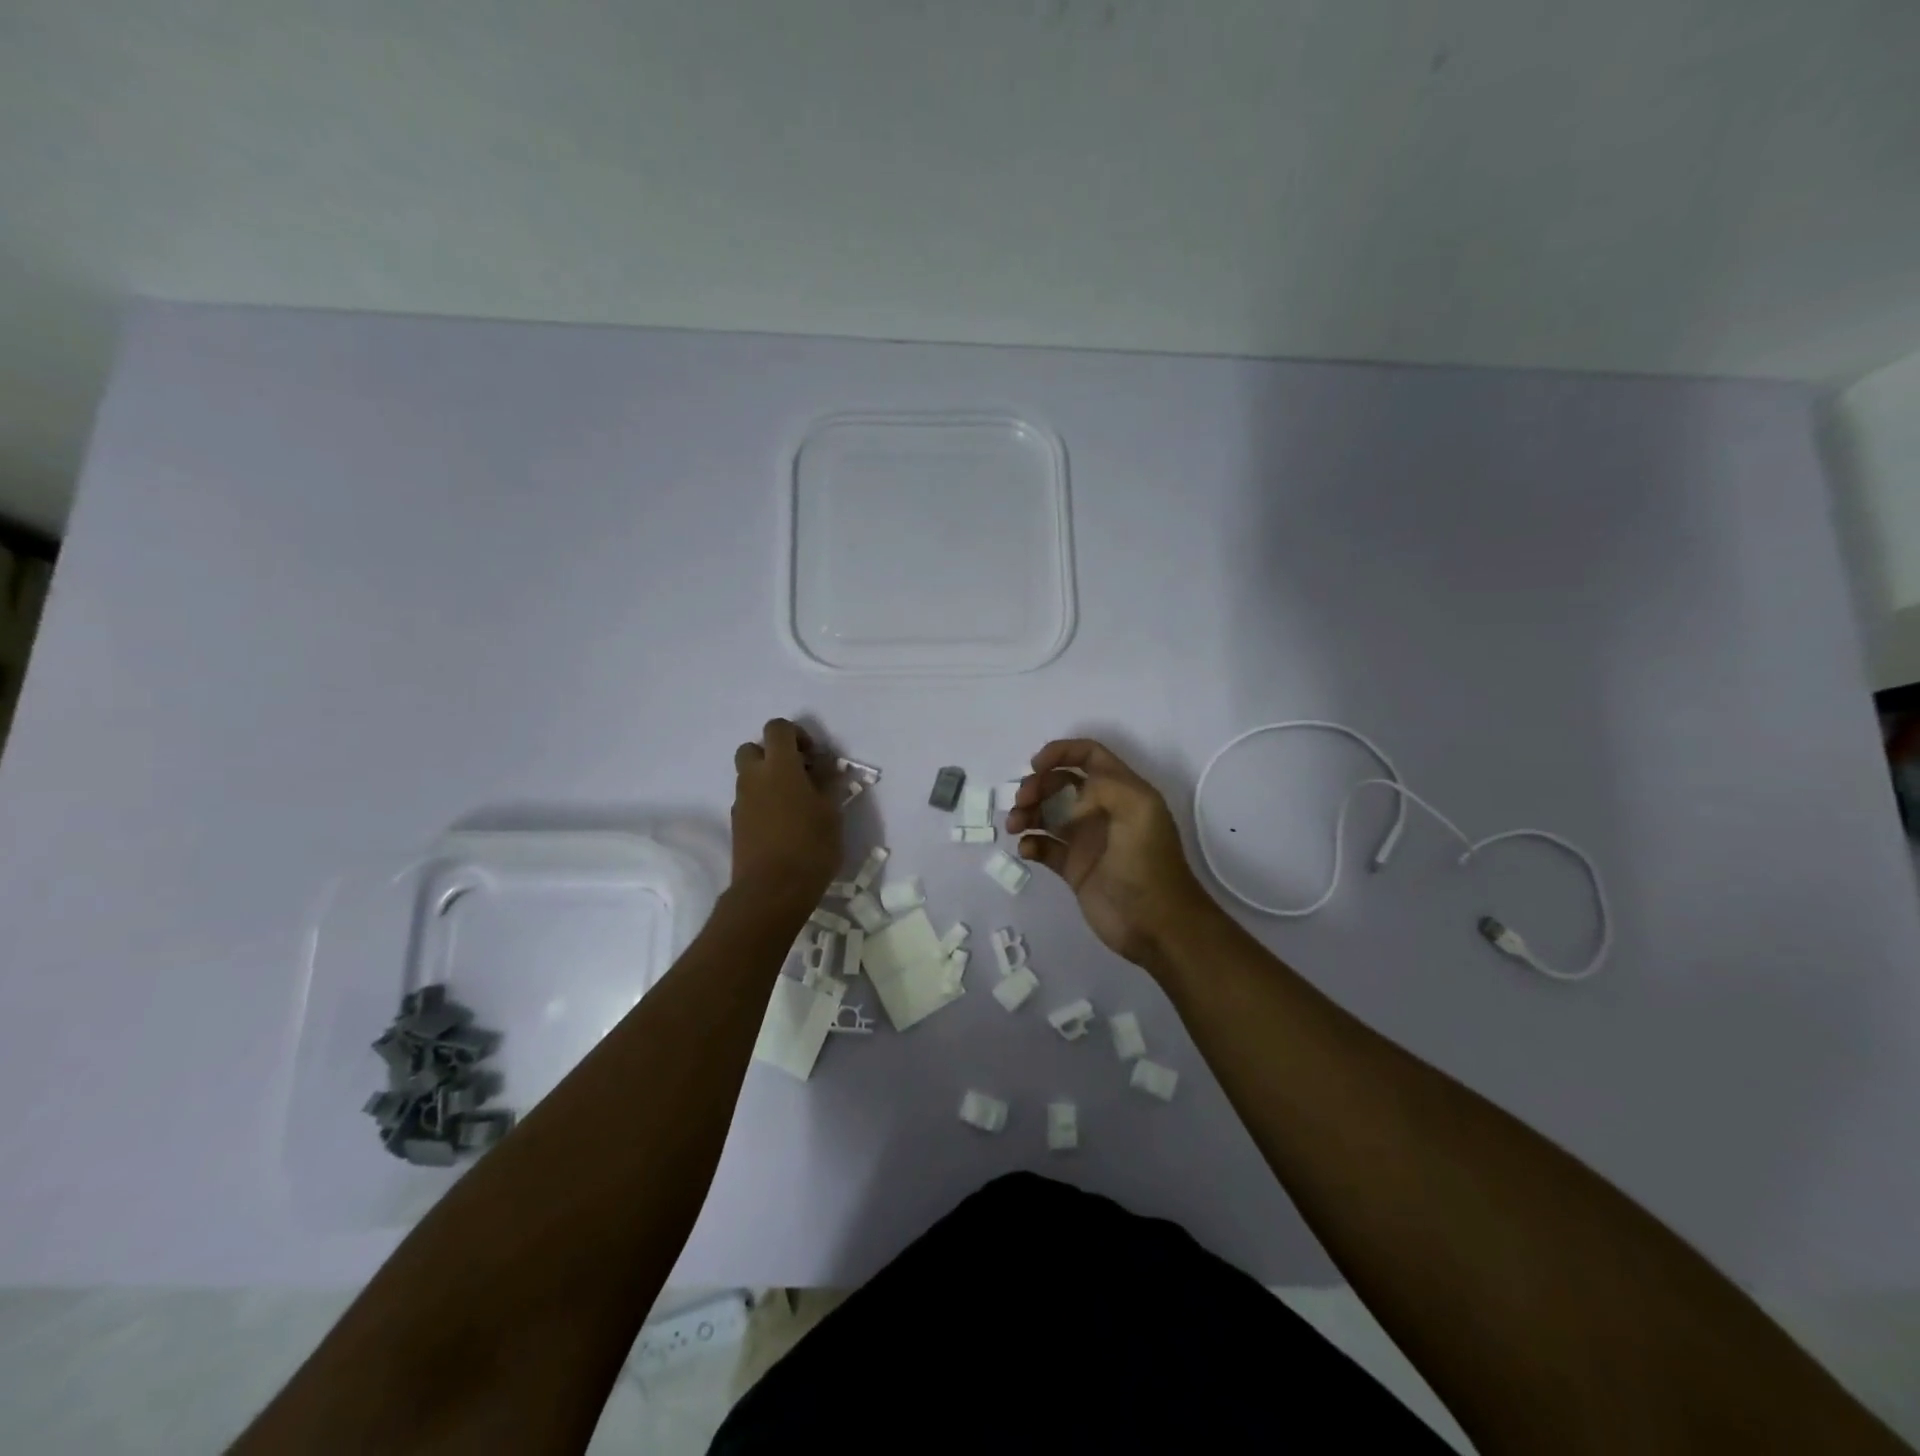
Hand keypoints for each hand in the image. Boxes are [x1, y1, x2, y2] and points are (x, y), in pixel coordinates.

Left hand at [730, 720, 841, 906]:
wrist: (771, 891)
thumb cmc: (810, 847)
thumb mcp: (831, 812)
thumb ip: (828, 782)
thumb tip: (826, 765)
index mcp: (779, 767)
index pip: (777, 728)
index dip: (797, 734)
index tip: (814, 756)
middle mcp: (753, 778)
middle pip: (753, 748)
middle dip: (774, 754)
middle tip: (799, 774)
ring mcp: (741, 802)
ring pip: (749, 775)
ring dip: (768, 779)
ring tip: (796, 802)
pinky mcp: (737, 824)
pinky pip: (748, 800)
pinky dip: (763, 801)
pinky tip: (784, 824)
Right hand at [1007, 739, 1213, 969]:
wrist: (1156, 925)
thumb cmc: (1148, 863)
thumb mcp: (1138, 811)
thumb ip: (1104, 786)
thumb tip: (1070, 800)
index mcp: (1122, 791)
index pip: (1089, 756)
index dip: (1061, 752)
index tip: (1036, 766)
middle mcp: (1102, 810)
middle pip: (1060, 783)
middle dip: (1037, 785)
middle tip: (1022, 801)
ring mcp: (1086, 840)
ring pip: (1047, 813)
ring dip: (1027, 812)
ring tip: (1016, 826)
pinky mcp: (1073, 868)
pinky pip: (1044, 846)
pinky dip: (1030, 843)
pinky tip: (1027, 849)